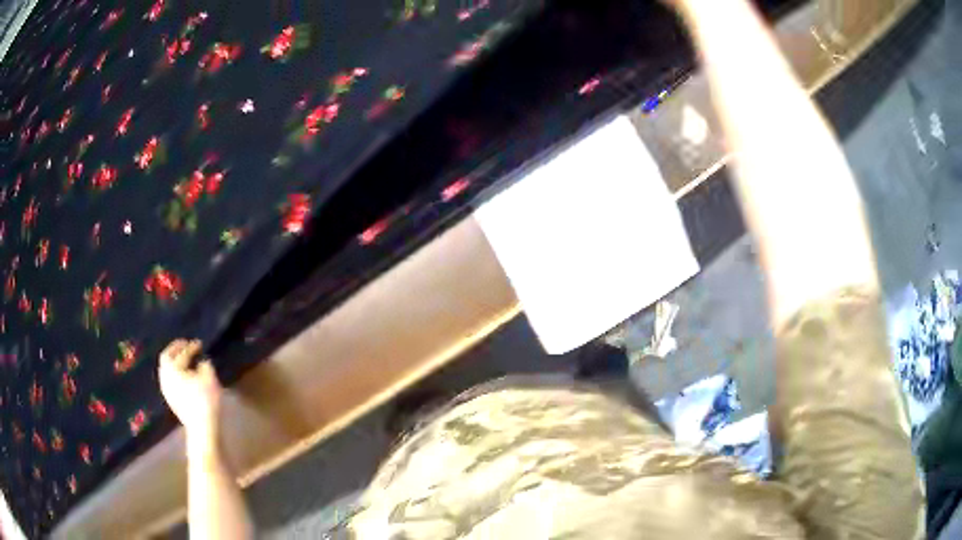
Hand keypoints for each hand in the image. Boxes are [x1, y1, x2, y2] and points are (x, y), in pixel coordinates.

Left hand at [159, 339, 221, 443]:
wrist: (201, 427)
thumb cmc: (205, 400)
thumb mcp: (209, 378)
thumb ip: (205, 365)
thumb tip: (201, 362)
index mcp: (173, 368)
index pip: (182, 352)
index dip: (191, 346)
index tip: (200, 343)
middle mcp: (165, 376)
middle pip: (166, 357)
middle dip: (175, 349)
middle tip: (185, 345)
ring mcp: (166, 388)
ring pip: (166, 369)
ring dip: (174, 361)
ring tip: (184, 360)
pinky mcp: (170, 399)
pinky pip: (169, 379)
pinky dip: (174, 373)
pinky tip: (183, 376)